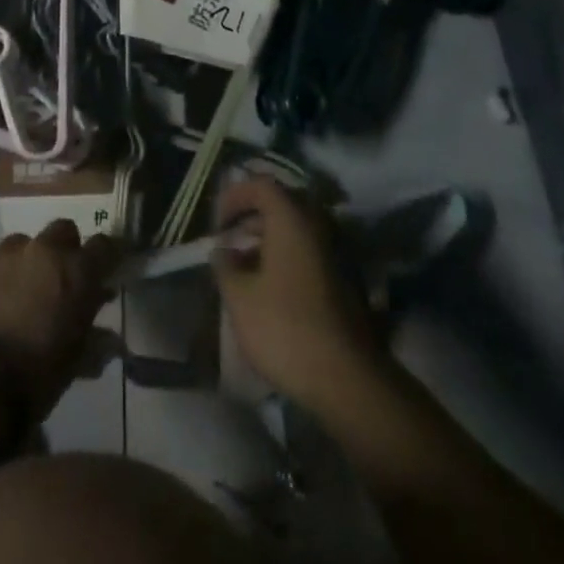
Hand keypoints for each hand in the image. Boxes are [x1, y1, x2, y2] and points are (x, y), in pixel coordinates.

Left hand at [0, 219, 117, 416]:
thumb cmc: (35, 374)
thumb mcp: (74, 363)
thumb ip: (94, 342)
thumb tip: (110, 341)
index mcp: (76, 271)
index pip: (105, 246)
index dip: (107, 257)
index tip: (107, 271)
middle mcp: (43, 251)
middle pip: (63, 230)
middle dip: (66, 249)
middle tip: (63, 279)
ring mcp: (5, 254)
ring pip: (25, 242)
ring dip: (30, 259)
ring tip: (25, 291)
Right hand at [212, 177, 381, 411]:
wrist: (346, 379)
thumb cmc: (285, 328)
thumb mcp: (239, 297)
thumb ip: (224, 265)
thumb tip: (221, 250)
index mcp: (292, 219)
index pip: (262, 184)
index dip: (235, 195)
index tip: (217, 222)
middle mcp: (317, 226)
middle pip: (282, 205)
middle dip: (251, 218)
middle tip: (229, 241)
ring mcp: (336, 253)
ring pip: (297, 231)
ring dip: (268, 240)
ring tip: (244, 267)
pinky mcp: (344, 281)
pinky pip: (309, 253)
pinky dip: (286, 258)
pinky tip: (270, 288)